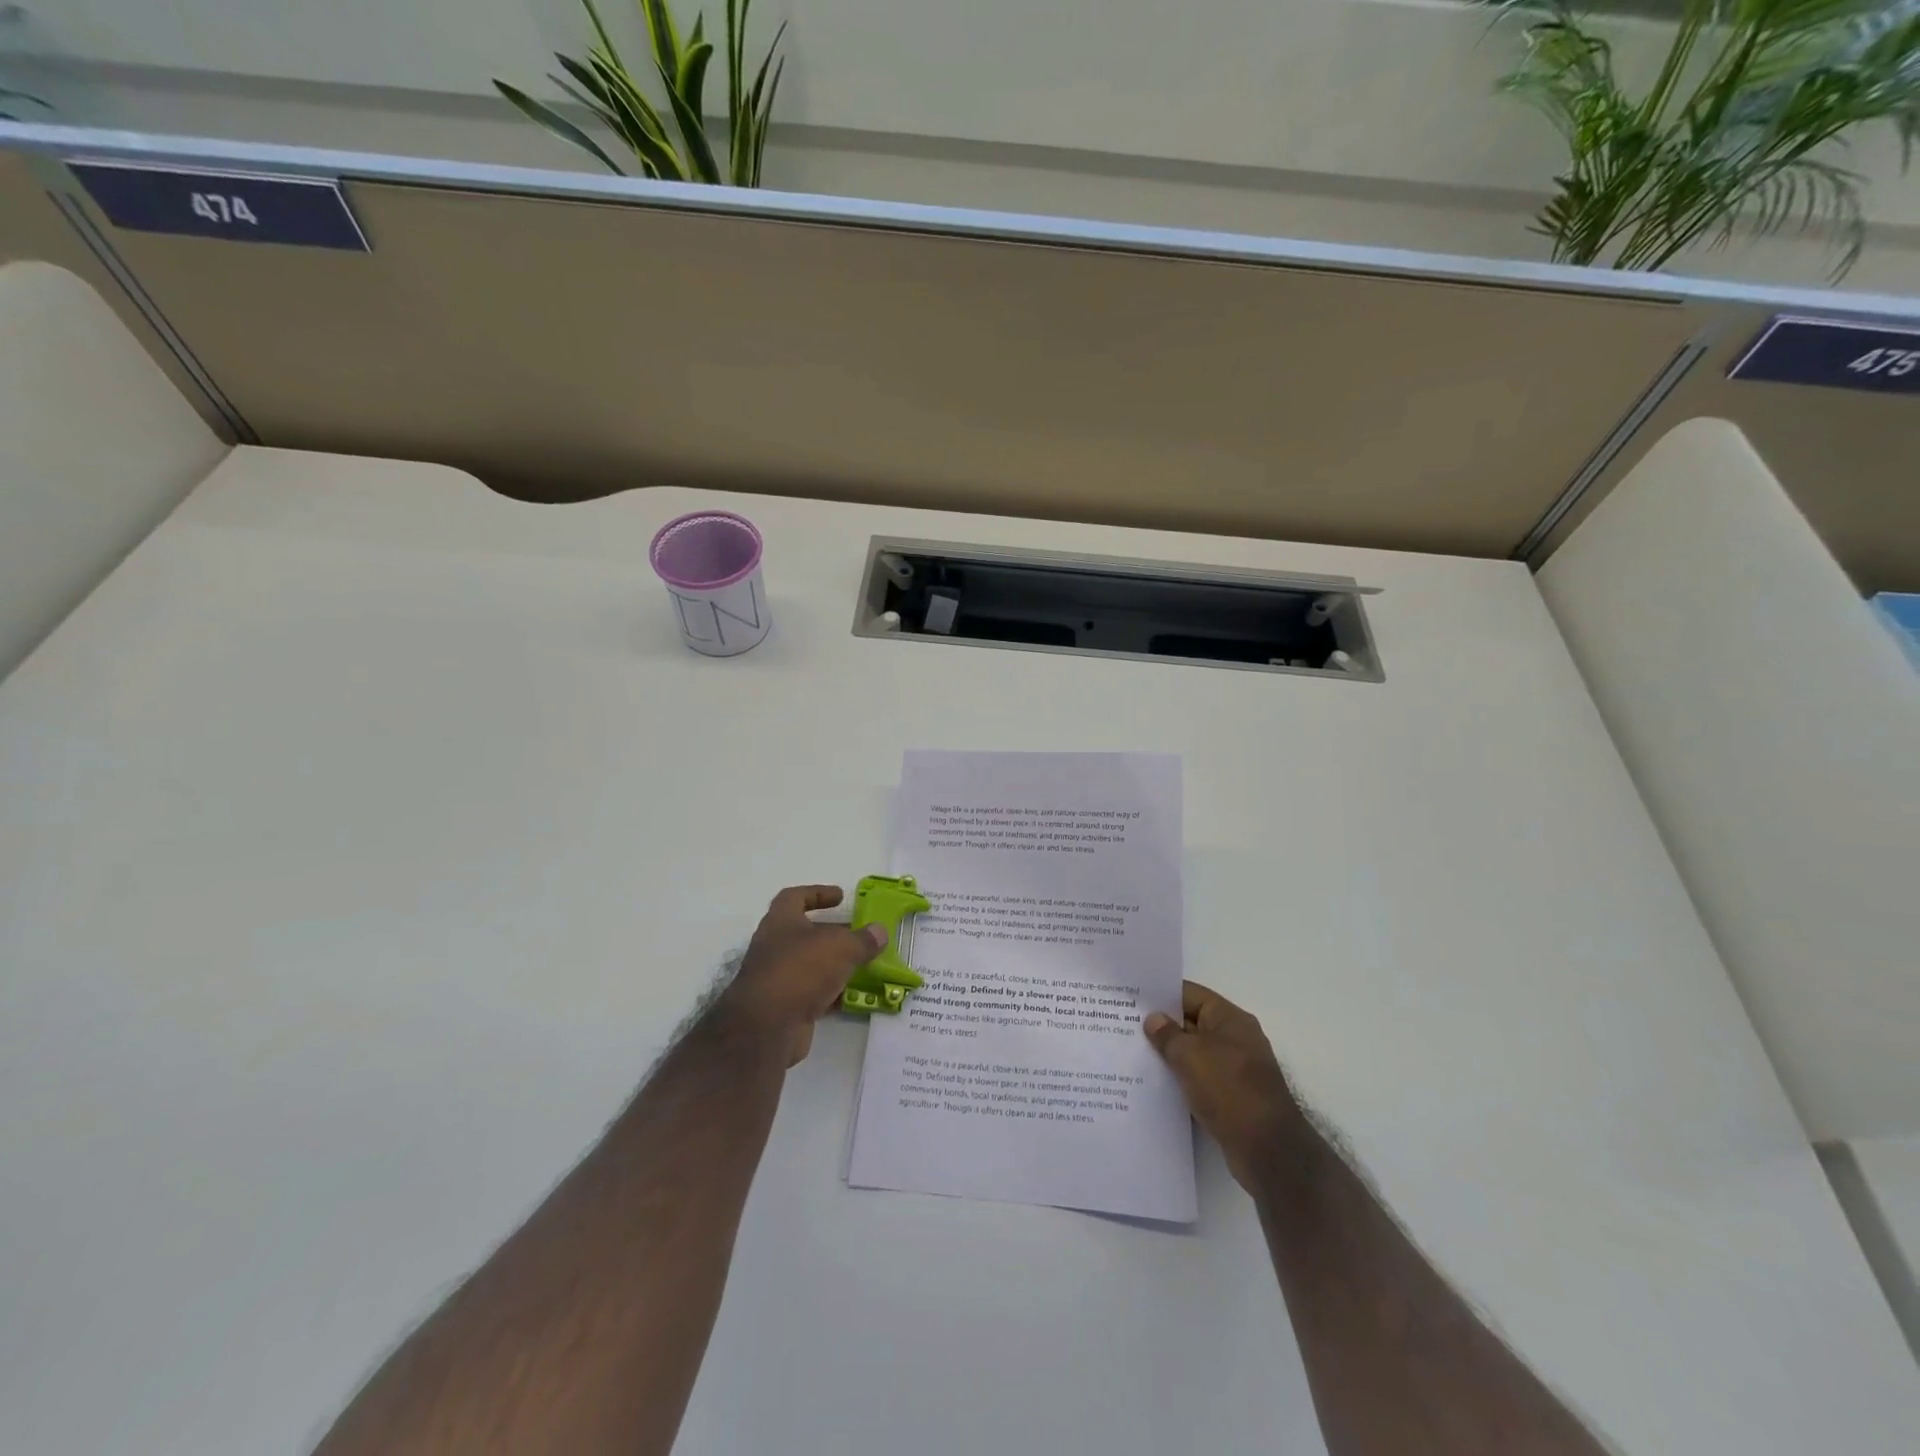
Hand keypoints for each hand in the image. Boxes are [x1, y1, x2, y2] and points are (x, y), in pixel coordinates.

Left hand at [717, 885, 887, 1065]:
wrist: (767, 1027)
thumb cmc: (801, 969)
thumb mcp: (841, 947)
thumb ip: (863, 939)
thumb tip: (880, 931)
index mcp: (780, 922)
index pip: (794, 897)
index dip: (817, 893)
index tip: (841, 897)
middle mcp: (774, 947)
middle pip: (805, 933)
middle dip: (832, 933)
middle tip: (859, 934)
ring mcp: (777, 978)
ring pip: (810, 965)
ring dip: (834, 964)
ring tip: (863, 964)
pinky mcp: (784, 1007)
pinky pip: (812, 993)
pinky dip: (832, 993)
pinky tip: (854, 996)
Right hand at [1145, 981, 1302, 1189]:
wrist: (1267, 1150)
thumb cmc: (1228, 1089)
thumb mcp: (1189, 1055)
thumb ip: (1167, 1035)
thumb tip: (1154, 1019)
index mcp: (1230, 1019)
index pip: (1190, 994)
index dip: (1161, 995)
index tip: (1132, 1000)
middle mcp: (1235, 1038)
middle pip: (1192, 1022)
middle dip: (1162, 1026)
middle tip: (1125, 1027)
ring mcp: (1236, 1069)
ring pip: (1194, 1053)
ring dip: (1170, 1055)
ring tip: (1134, 1055)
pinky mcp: (1233, 1096)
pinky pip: (1200, 1078)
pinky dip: (1181, 1079)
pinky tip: (1155, 1085)